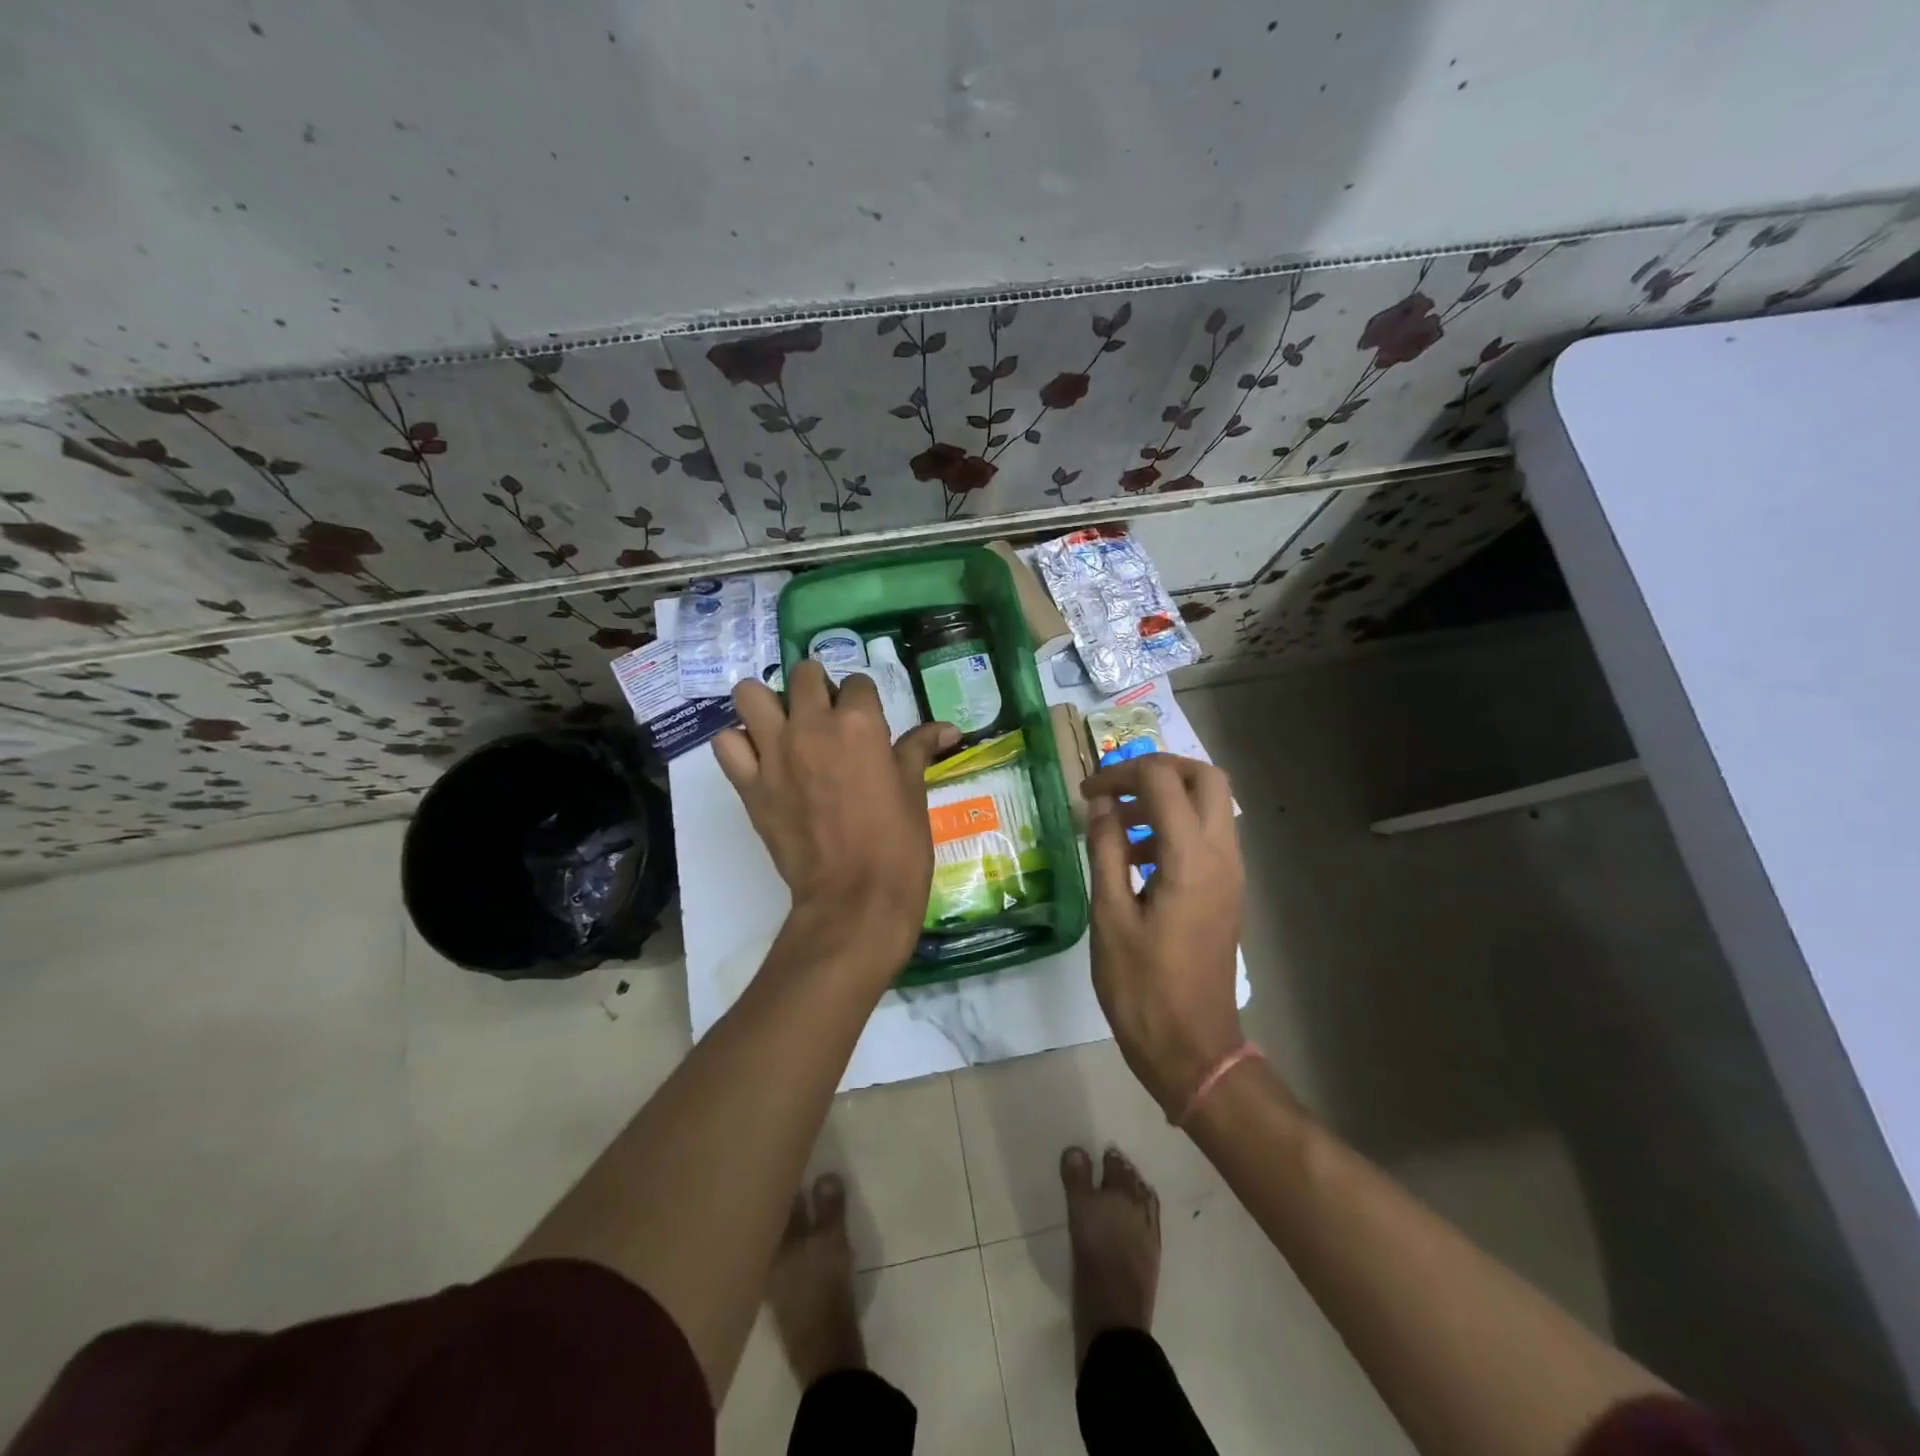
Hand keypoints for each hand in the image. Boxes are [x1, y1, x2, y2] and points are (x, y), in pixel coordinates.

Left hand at [714, 661, 957, 974]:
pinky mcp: (749, 784)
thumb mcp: (914, 791)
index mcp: (859, 723)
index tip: (869, 721)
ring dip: (767, 703)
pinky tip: (759, 757)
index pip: (857, 683)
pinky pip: (726, 743)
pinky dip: (739, 743)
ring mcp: (774, 753)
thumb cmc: (897, 845)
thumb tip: (949, 728)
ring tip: (784, 726)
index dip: (864, 700)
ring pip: (750, 694)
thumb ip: (920, 749)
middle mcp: (811, 726)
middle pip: (803, 675)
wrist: (854, 899)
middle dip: (817, 688)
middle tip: (826, 718)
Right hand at [1083, 754, 1245, 1114]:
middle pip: (1206, 778)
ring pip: (1212, 805)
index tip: (1087, 792)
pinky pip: (1209, 836)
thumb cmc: (1142, 987)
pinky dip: (1176, 826)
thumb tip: (1099, 804)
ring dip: (1168, 798)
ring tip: (1119, 824)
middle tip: (1118, 788)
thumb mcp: (1109, 915)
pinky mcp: (1227, 891)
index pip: (1162, 782)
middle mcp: (1222, 856)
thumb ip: (1106, 850)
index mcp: (1191, 859)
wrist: (1193, 1049)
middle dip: (1160, 770)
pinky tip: (1137, 856)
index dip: (1121, 774)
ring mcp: (1231, 874)